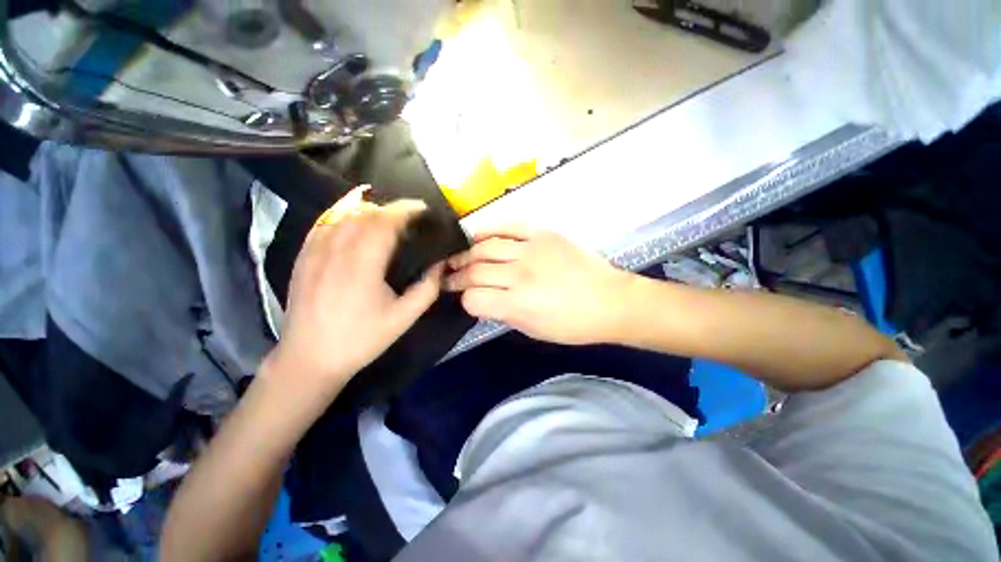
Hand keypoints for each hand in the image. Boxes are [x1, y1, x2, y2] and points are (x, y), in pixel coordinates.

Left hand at [265, 187, 443, 394]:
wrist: (309, 358)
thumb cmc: (361, 339)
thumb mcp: (403, 319)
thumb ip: (426, 289)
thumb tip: (440, 265)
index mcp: (362, 264)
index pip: (385, 222)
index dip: (405, 210)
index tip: (424, 209)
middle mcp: (336, 250)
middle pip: (365, 214)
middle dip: (391, 209)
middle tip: (411, 217)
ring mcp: (315, 252)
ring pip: (344, 216)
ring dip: (370, 212)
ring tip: (388, 220)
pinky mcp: (303, 257)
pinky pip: (325, 225)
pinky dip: (345, 218)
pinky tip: (356, 223)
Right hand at [445, 225, 630, 344]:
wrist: (611, 301)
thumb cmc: (573, 325)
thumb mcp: (534, 330)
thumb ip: (503, 313)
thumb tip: (484, 299)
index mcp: (519, 303)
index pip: (474, 298)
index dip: (465, 300)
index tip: (465, 299)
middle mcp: (520, 274)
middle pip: (475, 271)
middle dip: (457, 276)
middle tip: (450, 277)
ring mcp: (532, 249)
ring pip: (485, 246)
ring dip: (467, 254)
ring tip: (461, 259)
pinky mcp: (543, 234)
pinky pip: (508, 225)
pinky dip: (489, 229)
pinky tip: (479, 236)